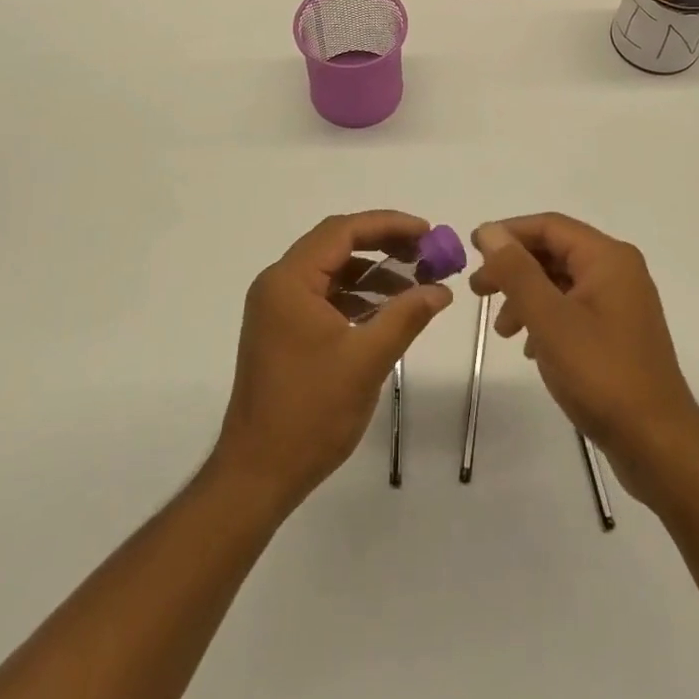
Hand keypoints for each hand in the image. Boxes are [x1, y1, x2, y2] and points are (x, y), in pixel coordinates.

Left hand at [211, 211, 453, 514]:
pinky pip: (324, 295)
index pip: (342, 231)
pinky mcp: (282, 330)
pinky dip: (356, 296)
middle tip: (425, 252)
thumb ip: (406, 316)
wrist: (257, 473)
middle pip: (335, 245)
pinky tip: (387, 310)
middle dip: (383, 244)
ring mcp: (277, 308)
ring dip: (372, 272)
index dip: (388, 225)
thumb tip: (441, 290)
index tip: (427, 231)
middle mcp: (278, 284)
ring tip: (415, 282)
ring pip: (331, 271)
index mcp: (290, 281)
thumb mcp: (366, 360)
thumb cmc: (310, 413)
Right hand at [471, 214, 698, 505]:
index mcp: (608, 258)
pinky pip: (573, 308)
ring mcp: (621, 302)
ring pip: (561, 282)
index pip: (549, 226)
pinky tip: (529, 347)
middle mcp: (618, 271)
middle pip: (555, 252)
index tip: (471, 249)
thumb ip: (517, 271)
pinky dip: (545, 318)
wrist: (657, 444)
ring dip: (526, 296)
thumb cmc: (601, 374)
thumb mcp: (549, 319)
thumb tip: (489, 231)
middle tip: (478, 290)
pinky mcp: (618, 331)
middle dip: (513, 268)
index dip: (508, 232)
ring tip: (501, 329)